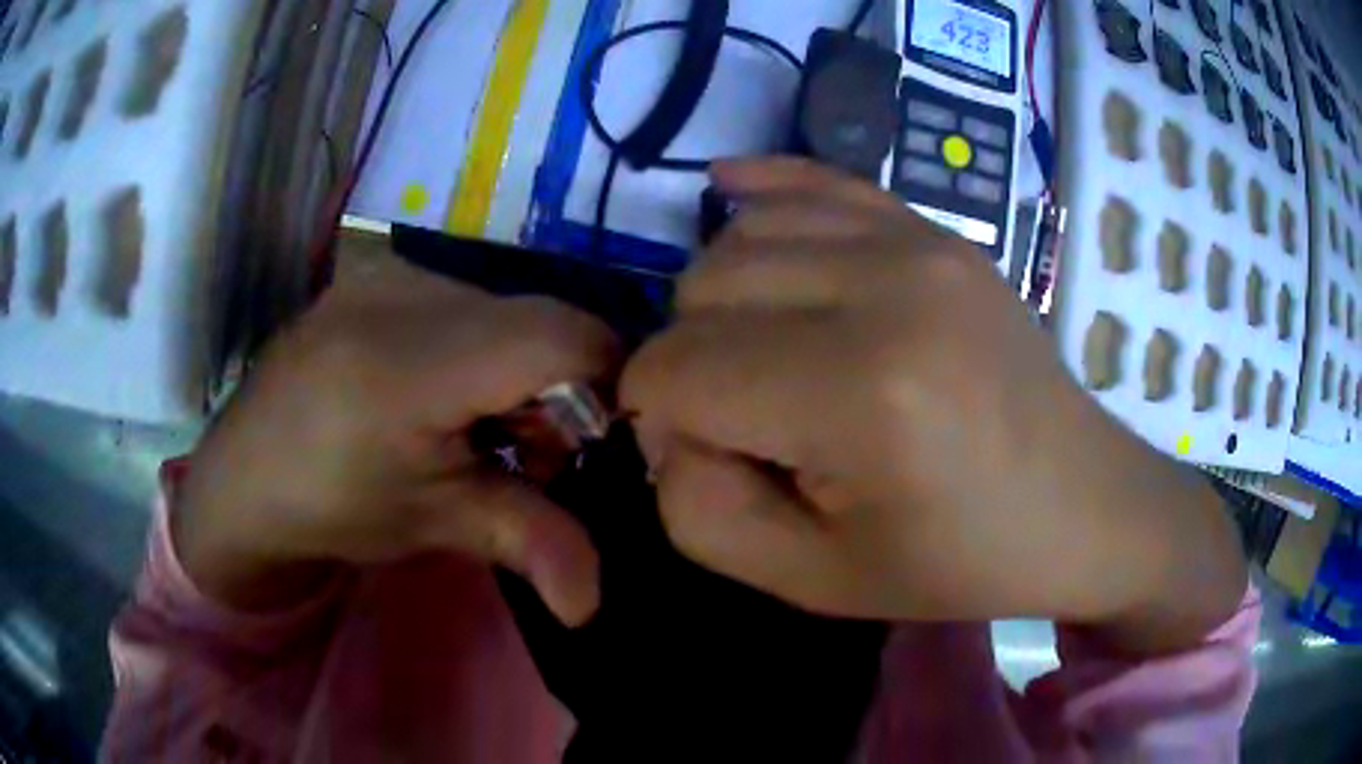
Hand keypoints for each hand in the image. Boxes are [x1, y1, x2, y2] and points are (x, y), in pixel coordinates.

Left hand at [175, 252, 618, 625]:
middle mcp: (403, 291)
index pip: (561, 338)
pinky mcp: (378, 269)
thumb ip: (528, 545)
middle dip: (561, 388)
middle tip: (525, 451)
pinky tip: (444, 391)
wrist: (244, 474)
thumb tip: (593, 608)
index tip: (593, 445)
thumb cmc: (331, 507)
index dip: (607, 384)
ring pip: (509, 306)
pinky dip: (483, 346)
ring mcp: (387, 270)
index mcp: (411, 364)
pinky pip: (469, 298)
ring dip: (521, 368)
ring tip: (479, 426)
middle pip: (541, 320)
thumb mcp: (432, 525)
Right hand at [623, 159, 1244, 652]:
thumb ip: (701, 514)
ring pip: (741, 236)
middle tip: (748, 420)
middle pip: (700, 289)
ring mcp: (916, 240)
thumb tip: (668, 426)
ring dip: (724, 299)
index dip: (660, 420)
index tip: (707, 459)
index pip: (676, 371)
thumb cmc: (959, 558)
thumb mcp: (814, 581)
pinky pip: (814, 180)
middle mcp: (885, 287)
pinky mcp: (933, 228)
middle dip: (691, 361)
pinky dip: (759, 194)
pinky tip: (728, 192)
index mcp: (861, 393)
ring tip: (769, 353)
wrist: (1082, 504)